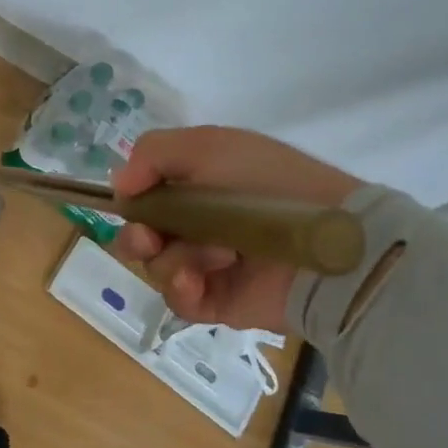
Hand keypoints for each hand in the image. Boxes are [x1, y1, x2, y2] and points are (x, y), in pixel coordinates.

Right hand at [111, 126, 365, 332]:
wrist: (327, 243)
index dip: (131, 200)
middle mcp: (198, 224)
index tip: (130, 201)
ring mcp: (208, 265)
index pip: (146, 194)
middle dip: (137, 236)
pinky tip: (199, 282)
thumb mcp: (209, 146)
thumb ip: (153, 153)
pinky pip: (178, 300)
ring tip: (216, 256)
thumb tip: (119, 185)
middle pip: (142, 235)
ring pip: (156, 267)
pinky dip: (182, 289)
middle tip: (150, 237)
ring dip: (175, 258)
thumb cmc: (268, 184)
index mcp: (196, 185)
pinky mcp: (218, 301)